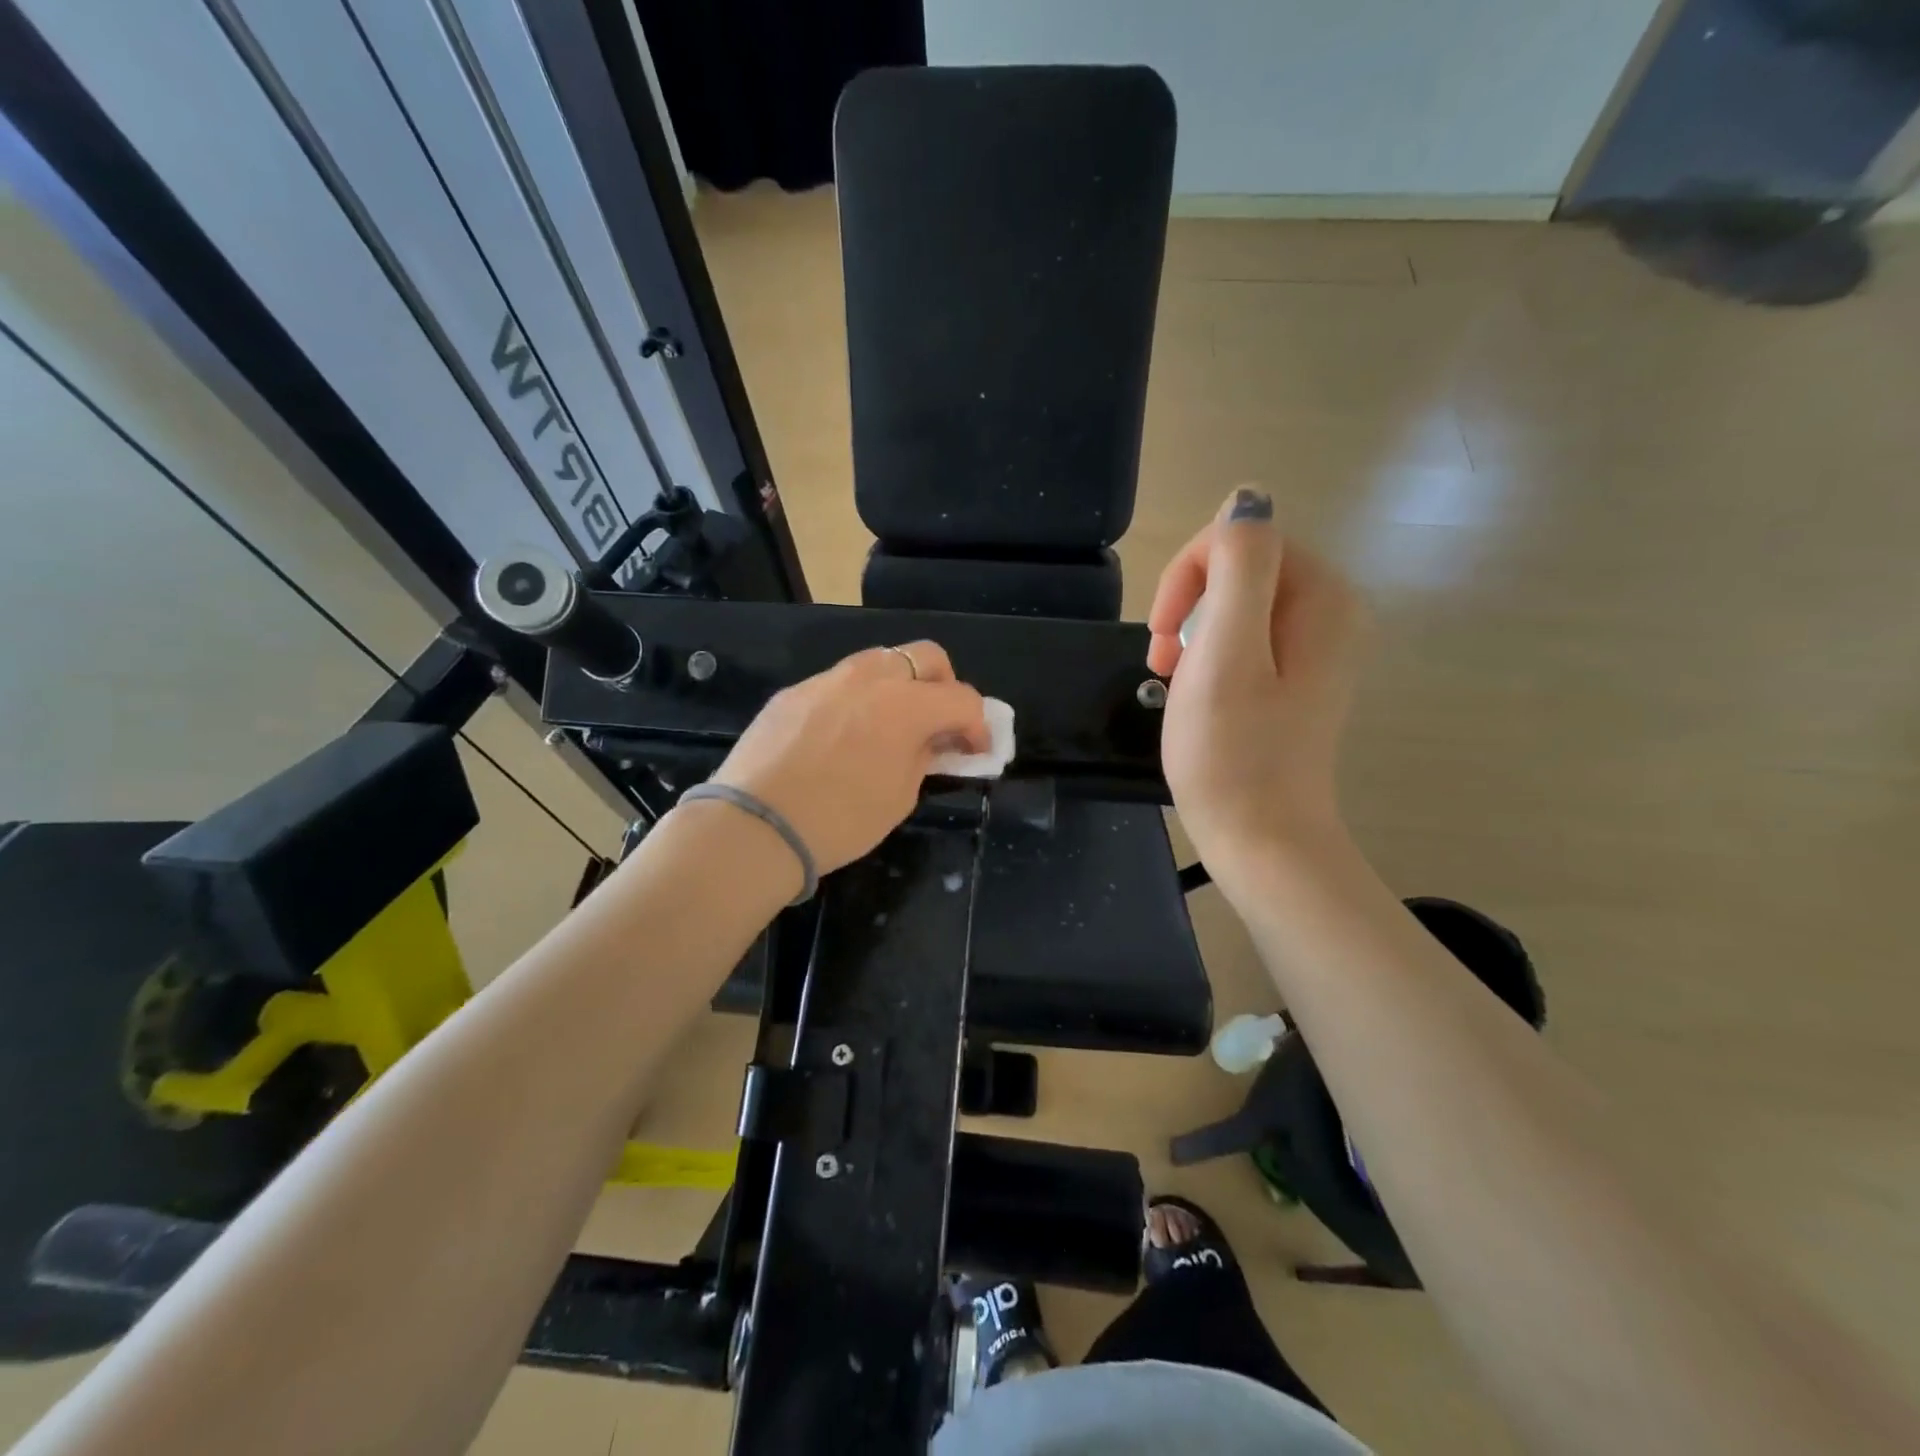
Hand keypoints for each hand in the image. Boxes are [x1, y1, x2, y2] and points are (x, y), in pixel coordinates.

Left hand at [711, 642, 989, 874]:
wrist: (756, 825)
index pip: (963, 699)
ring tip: (892, 724)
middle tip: (939, 724)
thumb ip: (923, 757)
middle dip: (944, 686)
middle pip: (926, 657)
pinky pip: (840, 683)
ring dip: (900, 685)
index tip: (976, 751)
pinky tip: (844, 734)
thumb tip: (930, 742)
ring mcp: (828, 679)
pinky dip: (857, 699)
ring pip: (881, 661)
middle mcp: (871, 677)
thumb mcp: (900, 796)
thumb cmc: (840, 820)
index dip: (978, 726)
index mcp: (907, 704)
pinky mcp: (795, 691)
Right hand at [1147, 487, 1367, 872]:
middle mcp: (1331, 612)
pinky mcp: (1299, 677)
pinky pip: (1247, 637)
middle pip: (1243, 567)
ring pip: (1238, 603)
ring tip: (1173, 678)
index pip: (1245, 537)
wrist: (1261, 840)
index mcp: (1320, 597)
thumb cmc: (1233, 753)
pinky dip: (1211, 654)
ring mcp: (1317, 647)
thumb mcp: (1225, 652)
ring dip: (1193, 630)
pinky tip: (1196, 690)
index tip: (1161, 634)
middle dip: (1189, 603)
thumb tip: (1247, 498)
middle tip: (1161, 660)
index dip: (1190, 574)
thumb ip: (1238, 567)